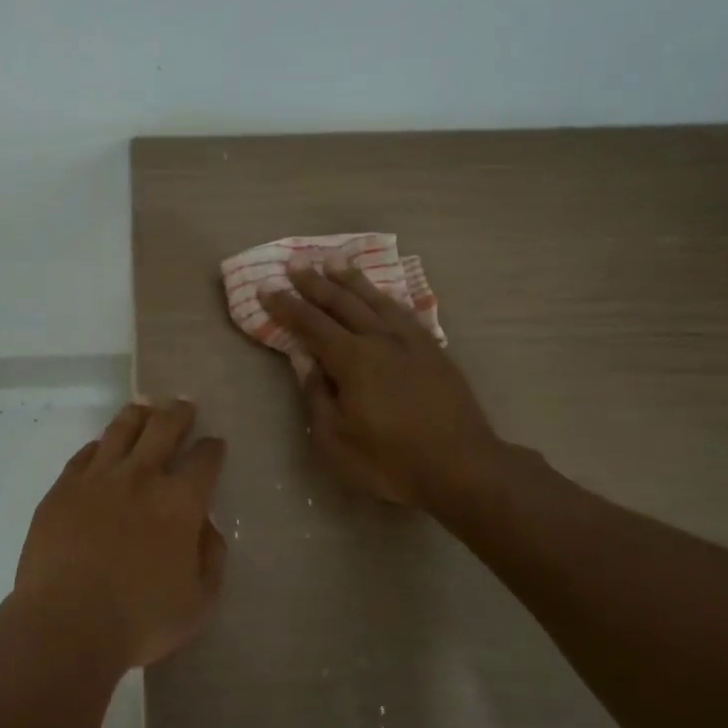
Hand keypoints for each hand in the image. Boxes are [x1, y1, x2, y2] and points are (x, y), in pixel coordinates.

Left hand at [12, 400, 228, 670]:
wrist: (66, 625)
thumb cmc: (140, 621)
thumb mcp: (199, 601)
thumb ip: (212, 557)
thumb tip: (206, 526)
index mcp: (180, 502)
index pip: (204, 459)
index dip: (212, 448)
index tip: (214, 445)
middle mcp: (140, 477)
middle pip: (163, 428)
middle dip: (178, 413)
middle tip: (183, 406)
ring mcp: (97, 478)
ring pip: (121, 430)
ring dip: (138, 415)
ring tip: (144, 408)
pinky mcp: (62, 489)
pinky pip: (85, 454)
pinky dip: (99, 445)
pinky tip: (102, 445)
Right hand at [264, 260, 502, 506]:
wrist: (462, 468)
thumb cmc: (390, 462)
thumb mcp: (336, 440)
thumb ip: (317, 396)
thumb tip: (306, 362)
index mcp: (353, 360)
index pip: (311, 324)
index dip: (286, 306)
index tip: (265, 287)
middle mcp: (380, 339)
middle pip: (342, 302)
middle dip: (314, 282)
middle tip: (295, 262)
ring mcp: (411, 342)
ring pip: (375, 299)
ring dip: (351, 279)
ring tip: (333, 260)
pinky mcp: (434, 351)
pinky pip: (403, 311)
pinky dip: (385, 297)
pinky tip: (381, 294)